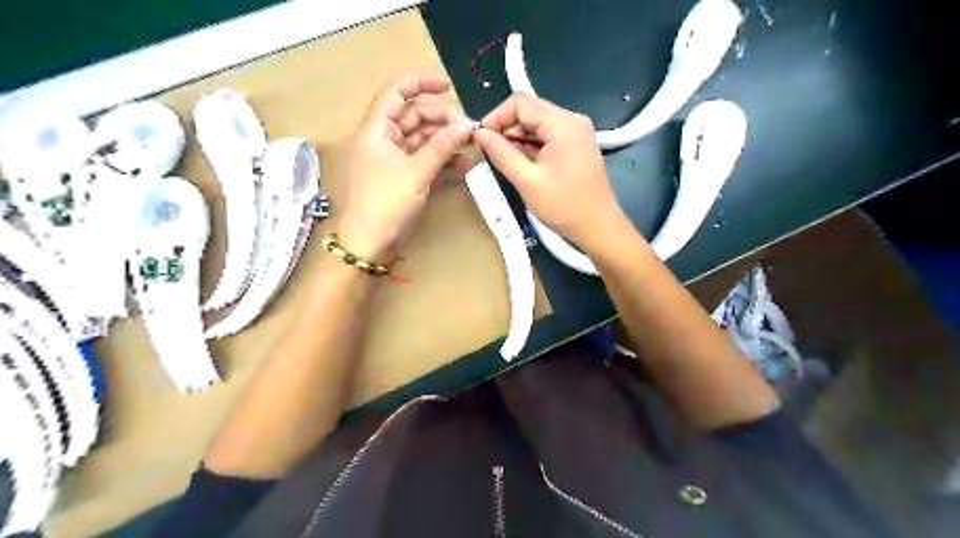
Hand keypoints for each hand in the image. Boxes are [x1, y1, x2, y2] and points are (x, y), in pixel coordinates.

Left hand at [334, 74, 473, 261]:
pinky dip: (441, 161)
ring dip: (445, 142)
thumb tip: (467, 125)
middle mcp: (383, 140)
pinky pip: (423, 161)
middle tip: (468, 130)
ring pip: (421, 141)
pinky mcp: (401, 179)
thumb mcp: (416, 172)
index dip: (421, 83)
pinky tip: (463, 165)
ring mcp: (392, 161)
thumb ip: (442, 146)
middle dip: (442, 120)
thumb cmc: (385, 203)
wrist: (368, 243)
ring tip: (471, 147)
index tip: (449, 88)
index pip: (397, 92)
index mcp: (376, 130)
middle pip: (413, 117)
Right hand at [474, 95, 631, 254]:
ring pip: (537, 124)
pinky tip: (520, 164)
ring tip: (501, 160)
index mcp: (563, 124)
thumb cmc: (563, 206)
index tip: (480, 138)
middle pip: (530, 111)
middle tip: (488, 151)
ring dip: (517, 138)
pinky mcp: (576, 146)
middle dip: (506, 127)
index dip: (496, 117)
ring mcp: (576, 133)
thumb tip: (479, 134)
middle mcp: (572, 121)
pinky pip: (547, 137)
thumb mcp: (527, 181)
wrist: (598, 227)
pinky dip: (530, 146)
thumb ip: (501, 153)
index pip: (521, 103)